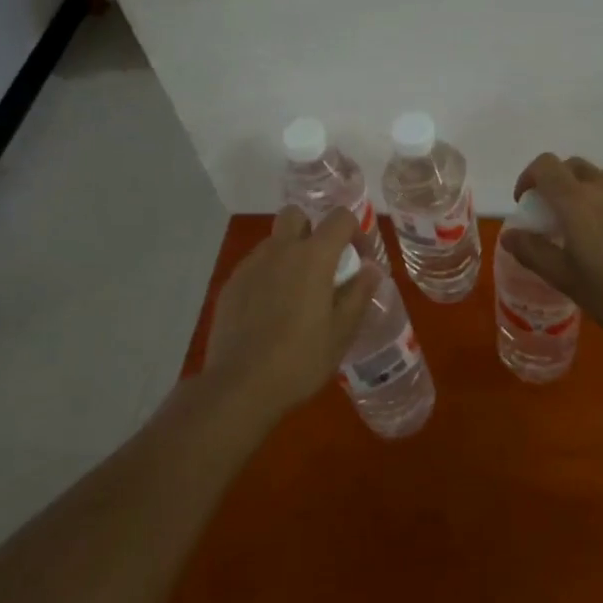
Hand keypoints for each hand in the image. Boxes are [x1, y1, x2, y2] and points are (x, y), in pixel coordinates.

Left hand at [204, 207, 377, 413]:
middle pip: (296, 216)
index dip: (355, 231)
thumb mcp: (341, 331)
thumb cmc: (300, 359)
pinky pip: (254, 266)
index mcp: (313, 256)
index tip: (359, 260)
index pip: (340, 218)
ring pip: (273, 242)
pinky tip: (269, 311)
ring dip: (288, 255)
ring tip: (295, 294)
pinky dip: (267, 276)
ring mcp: (251, 265)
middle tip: (321, 266)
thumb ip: (359, 293)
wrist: (240, 386)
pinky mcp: (231, 285)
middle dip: (311, 230)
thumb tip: (371, 268)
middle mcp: (280, 250)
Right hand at [502, 154, 602, 341]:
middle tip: (555, 217)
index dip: (529, 177)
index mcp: (576, 200)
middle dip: (557, 183)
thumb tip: (510, 235)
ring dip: (586, 194)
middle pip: (572, 167)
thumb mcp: (567, 280)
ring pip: (600, 180)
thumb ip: (534, 252)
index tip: (527, 203)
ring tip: (590, 231)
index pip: (545, 165)